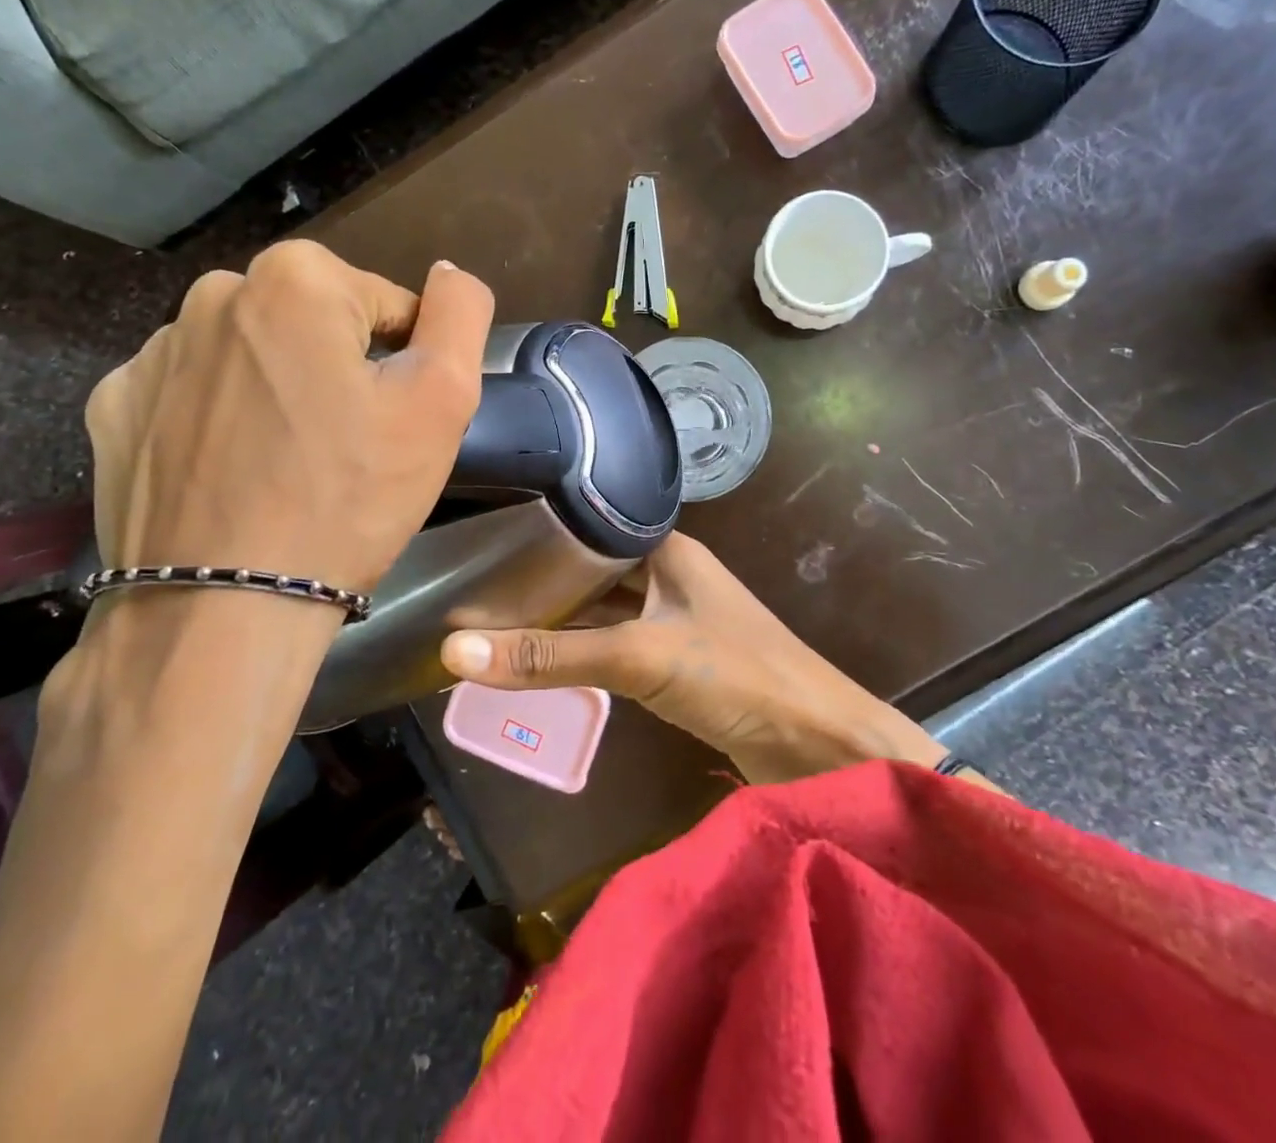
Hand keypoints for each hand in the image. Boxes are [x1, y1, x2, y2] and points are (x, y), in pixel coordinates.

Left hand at [85, 242, 493, 594]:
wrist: (222, 611)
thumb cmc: (347, 499)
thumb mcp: (441, 401)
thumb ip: (460, 315)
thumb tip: (449, 273)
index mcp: (296, 279)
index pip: (386, 306)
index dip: (405, 367)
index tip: (393, 426)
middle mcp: (211, 295)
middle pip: (315, 325)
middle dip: (338, 372)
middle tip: (348, 450)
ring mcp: (152, 354)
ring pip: (253, 358)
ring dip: (278, 393)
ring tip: (288, 468)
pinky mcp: (115, 409)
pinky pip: (192, 397)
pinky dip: (218, 423)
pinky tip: (231, 476)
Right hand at [440, 533, 945, 783]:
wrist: (820, 746)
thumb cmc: (735, 677)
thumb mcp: (638, 657)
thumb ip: (551, 655)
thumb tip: (455, 651)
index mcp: (667, 548)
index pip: (588, 528)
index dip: (537, 538)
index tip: (480, 552)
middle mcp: (671, 573)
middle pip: (593, 572)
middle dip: (542, 585)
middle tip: (474, 596)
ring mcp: (676, 617)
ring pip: (604, 610)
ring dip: (561, 621)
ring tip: (495, 627)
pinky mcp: (680, 660)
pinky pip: (619, 644)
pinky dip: (584, 652)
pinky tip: (545, 662)